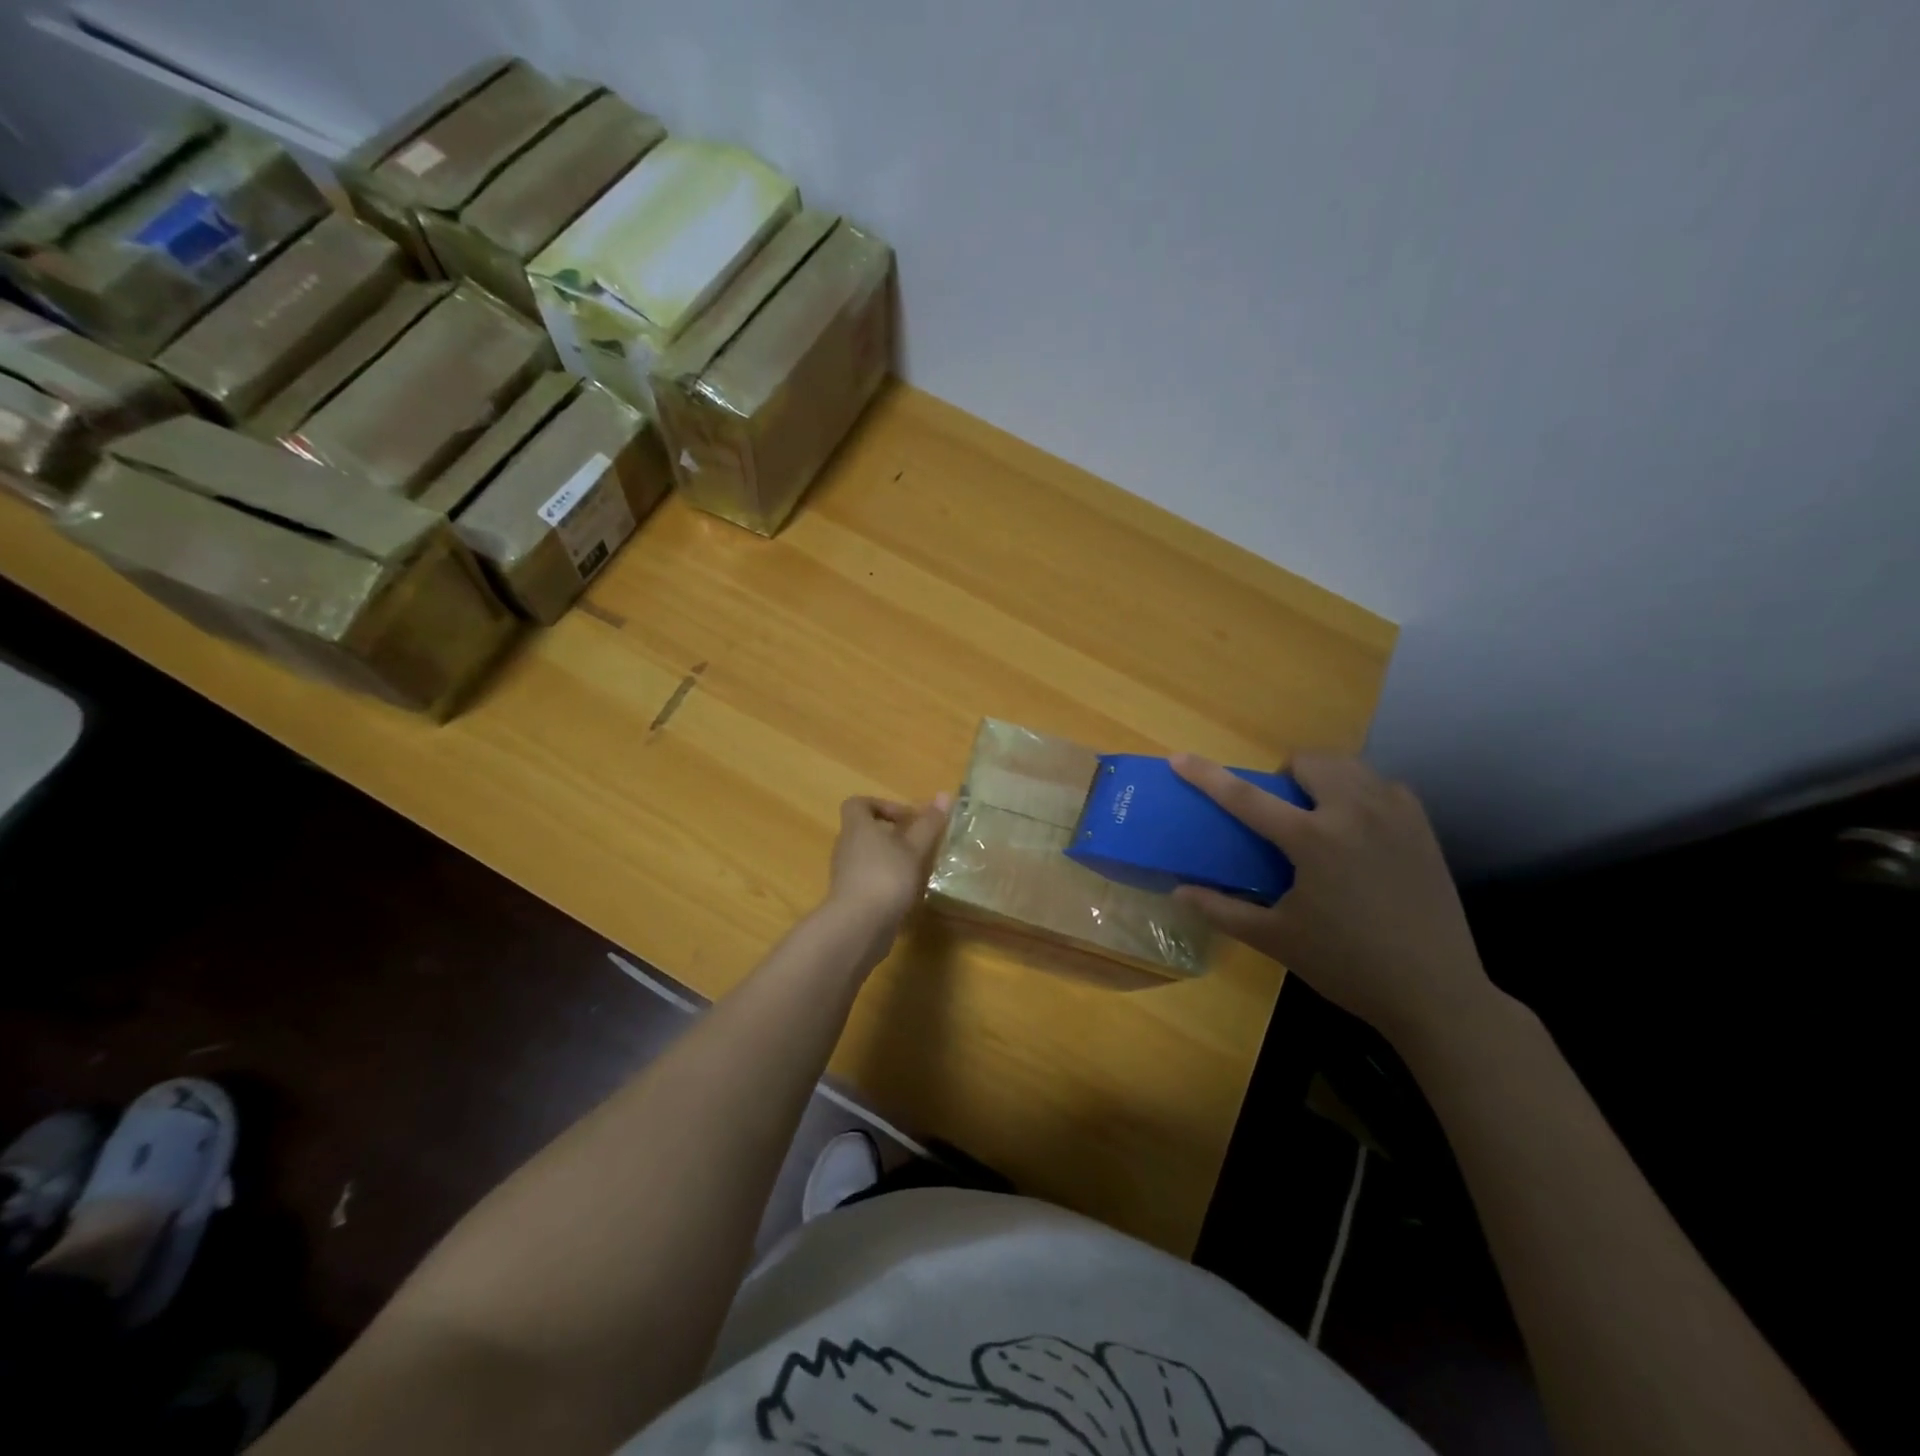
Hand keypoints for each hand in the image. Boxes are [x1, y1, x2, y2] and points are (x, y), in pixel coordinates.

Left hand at [825, 794, 952, 940]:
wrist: (858, 926)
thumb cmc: (886, 876)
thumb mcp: (914, 848)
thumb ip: (929, 824)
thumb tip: (945, 795)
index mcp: (857, 827)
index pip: (858, 804)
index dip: (882, 805)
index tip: (908, 818)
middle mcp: (846, 847)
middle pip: (865, 831)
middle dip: (893, 834)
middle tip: (920, 843)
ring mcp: (846, 874)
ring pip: (869, 856)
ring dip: (892, 859)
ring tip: (918, 868)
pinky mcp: (851, 897)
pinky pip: (869, 879)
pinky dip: (887, 881)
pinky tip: (908, 893)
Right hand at [1171, 754, 1495, 1049]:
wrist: (1436, 993)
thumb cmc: (1347, 966)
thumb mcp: (1276, 940)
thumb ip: (1223, 910)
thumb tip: (1179, 892)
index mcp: (1313, 840)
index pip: (1246, 797)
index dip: (1208, 776)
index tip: (1179, 758)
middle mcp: (1354, 813)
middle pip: (1309, 761)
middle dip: (1285, 774)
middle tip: (1281, 811)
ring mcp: (1394, 815)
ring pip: (1348, 766)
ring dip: (1323, 779)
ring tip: (1319, 816)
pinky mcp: (1422, 826)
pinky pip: (1381, 785)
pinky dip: (1359, 793)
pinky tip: (1357, 830)